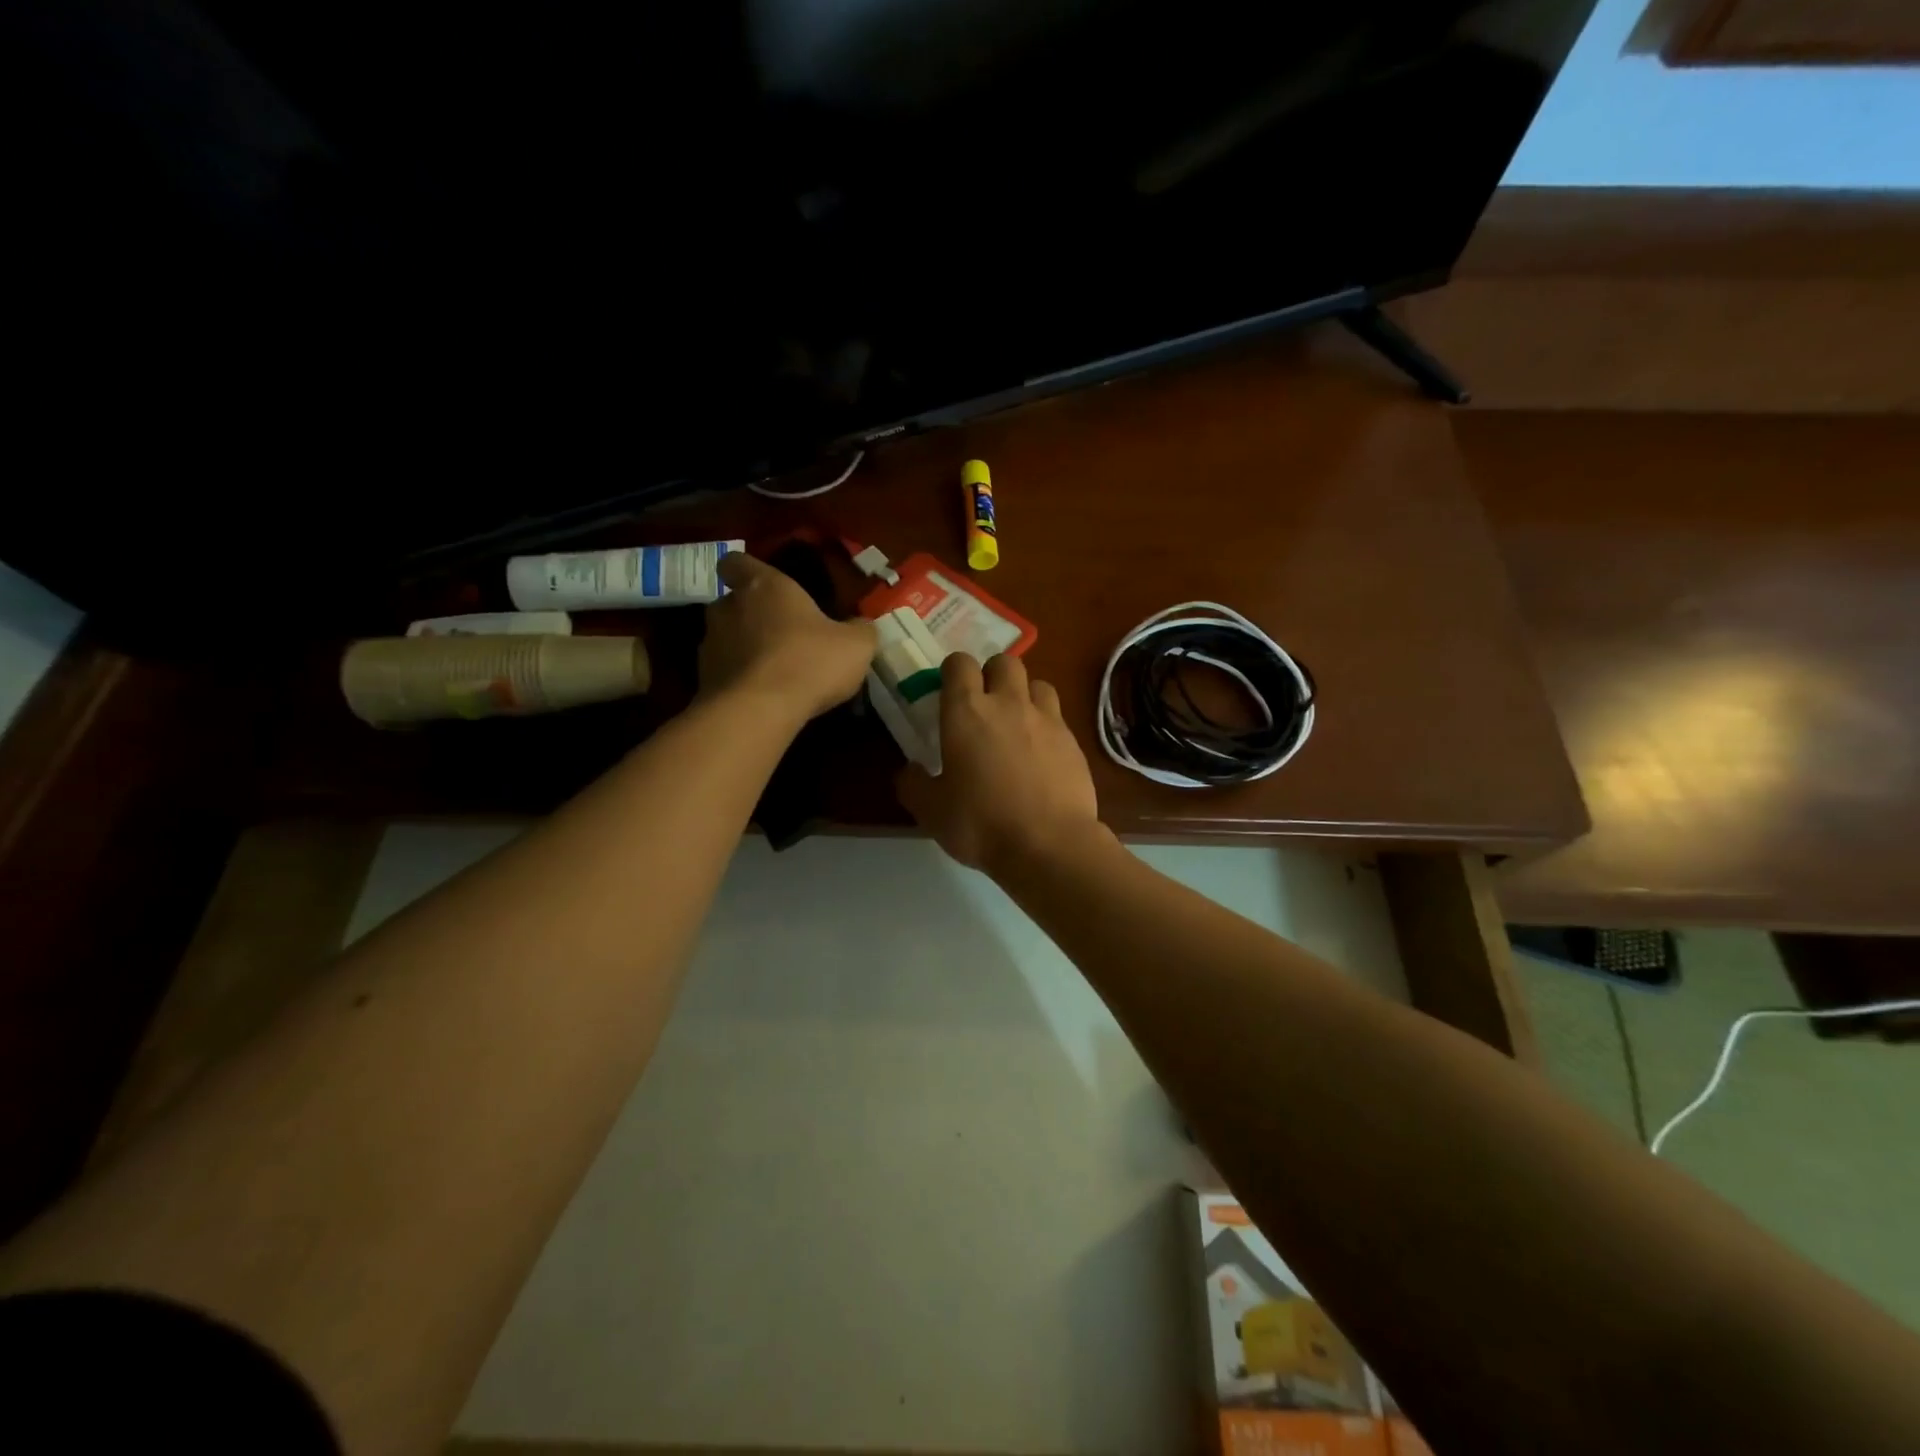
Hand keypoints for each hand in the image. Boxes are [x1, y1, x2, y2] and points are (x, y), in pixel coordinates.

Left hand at [700, 553, 875, 720]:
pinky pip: (723, 673)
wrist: (759, 712)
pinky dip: (739, 681)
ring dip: (744, 650)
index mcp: (764, 586)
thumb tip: (861, 626)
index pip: (736, 562)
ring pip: (725, 639)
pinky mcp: (703, 680)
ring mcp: (710, 645)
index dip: (746, 571)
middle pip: (732, 603)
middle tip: (780, 636)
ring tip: (773, 673)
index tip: (762, 586)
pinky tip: (763, 698)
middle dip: (751, 617)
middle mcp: (729, 608)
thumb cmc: (809, 662)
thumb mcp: (856, 646)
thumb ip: (860, 630)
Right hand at [897, 652, 1102, 873]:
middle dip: (992, 673)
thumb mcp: (930, 810)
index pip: (960, 664)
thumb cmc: (980, 824)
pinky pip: (1058, 717)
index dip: (953, 671)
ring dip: (1025, 694)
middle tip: (984, 704)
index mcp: (967, 712)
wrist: (1049, 845)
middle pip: (1005, 661)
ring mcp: (1046, 719)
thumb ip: (913, 784)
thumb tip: (909, 770)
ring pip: (1037, 683)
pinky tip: (1041, 754)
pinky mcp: (1073, 741)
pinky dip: (1046, 726)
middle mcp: (1008, 703)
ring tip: (1017, 723)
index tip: (948, 691)